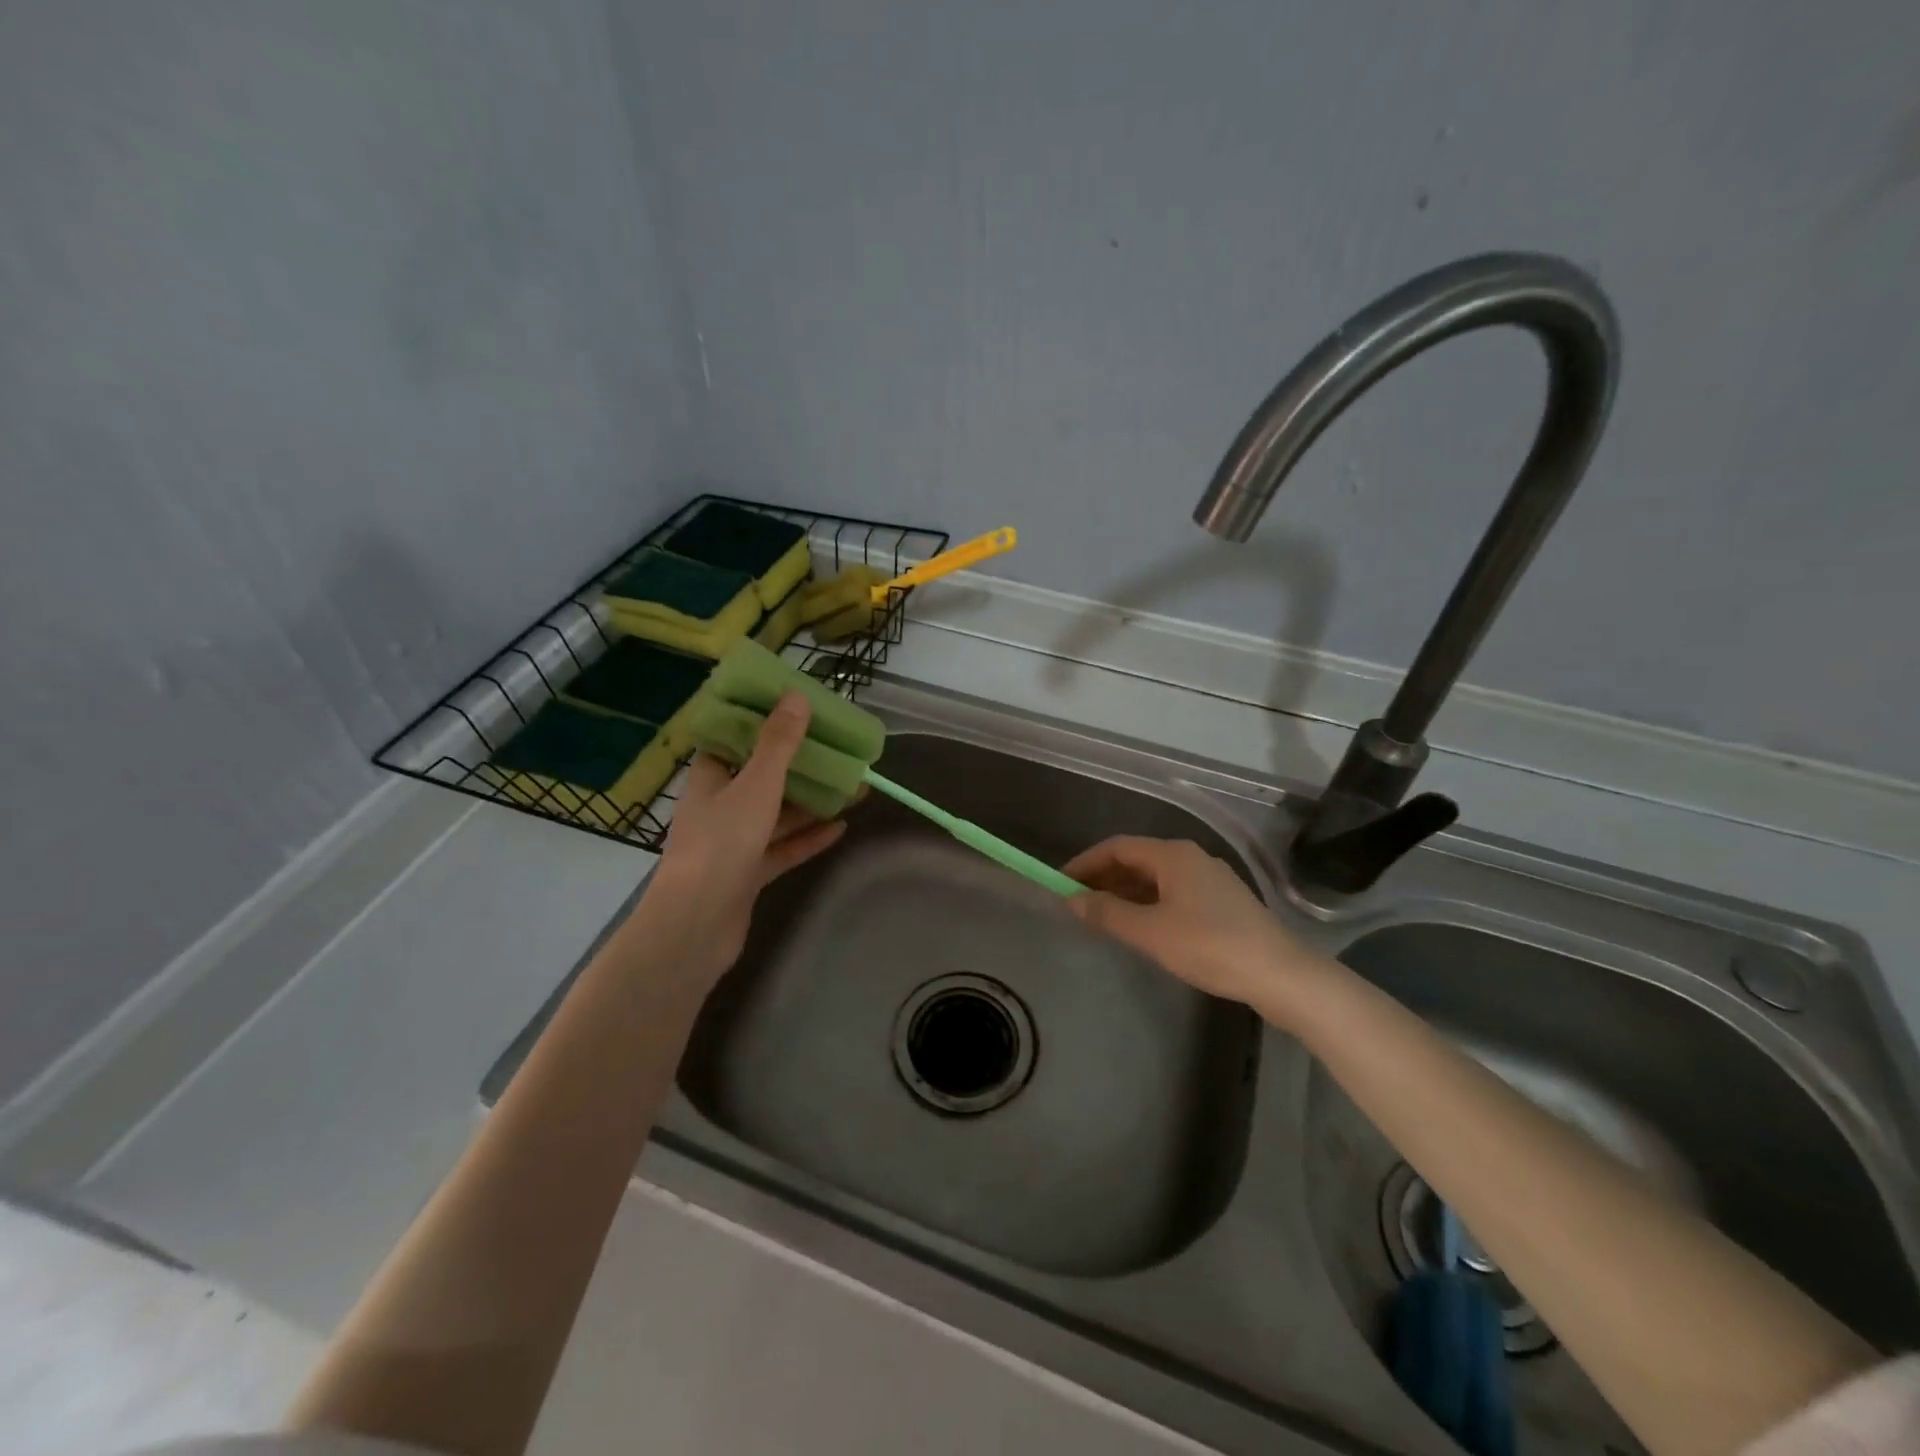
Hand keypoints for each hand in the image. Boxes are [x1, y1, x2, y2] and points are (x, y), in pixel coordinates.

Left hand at [644, 693, 846, 976]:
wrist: (696, 925)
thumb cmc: (722, 843)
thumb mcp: (756, 785)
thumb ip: (778, 744)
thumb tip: (796, 697)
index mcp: (709, 779)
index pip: (732, 742)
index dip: (761, 725)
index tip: (794, 713)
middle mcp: (718, 807)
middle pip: (761, 778)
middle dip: (799, 766)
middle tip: (836, 752)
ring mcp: (732, 844)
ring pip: (776, 815)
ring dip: (811, 803)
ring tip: (852, 788)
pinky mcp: (747, 875)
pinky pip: (782, 849)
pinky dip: (808, 838)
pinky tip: (841, 827)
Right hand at [1063, 836, 1334, 1023]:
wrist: (1281, 975)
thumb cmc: (1210, 946)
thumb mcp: (1151, 932)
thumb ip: (1108, 913)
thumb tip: (1072, 899)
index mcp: (1173, 855)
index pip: (1117, 847)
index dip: (1086, 862)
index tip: (1061, 883)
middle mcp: (1191, 857)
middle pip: (1137, 859)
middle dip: (1104, 878)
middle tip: (1077, 903)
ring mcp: (1210, 879)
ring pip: (1155, 878)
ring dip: (1125, 892)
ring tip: (1102, 917)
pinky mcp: (1222, 902)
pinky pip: (1173, 892)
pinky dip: (1148, 903)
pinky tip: (1141, 927)